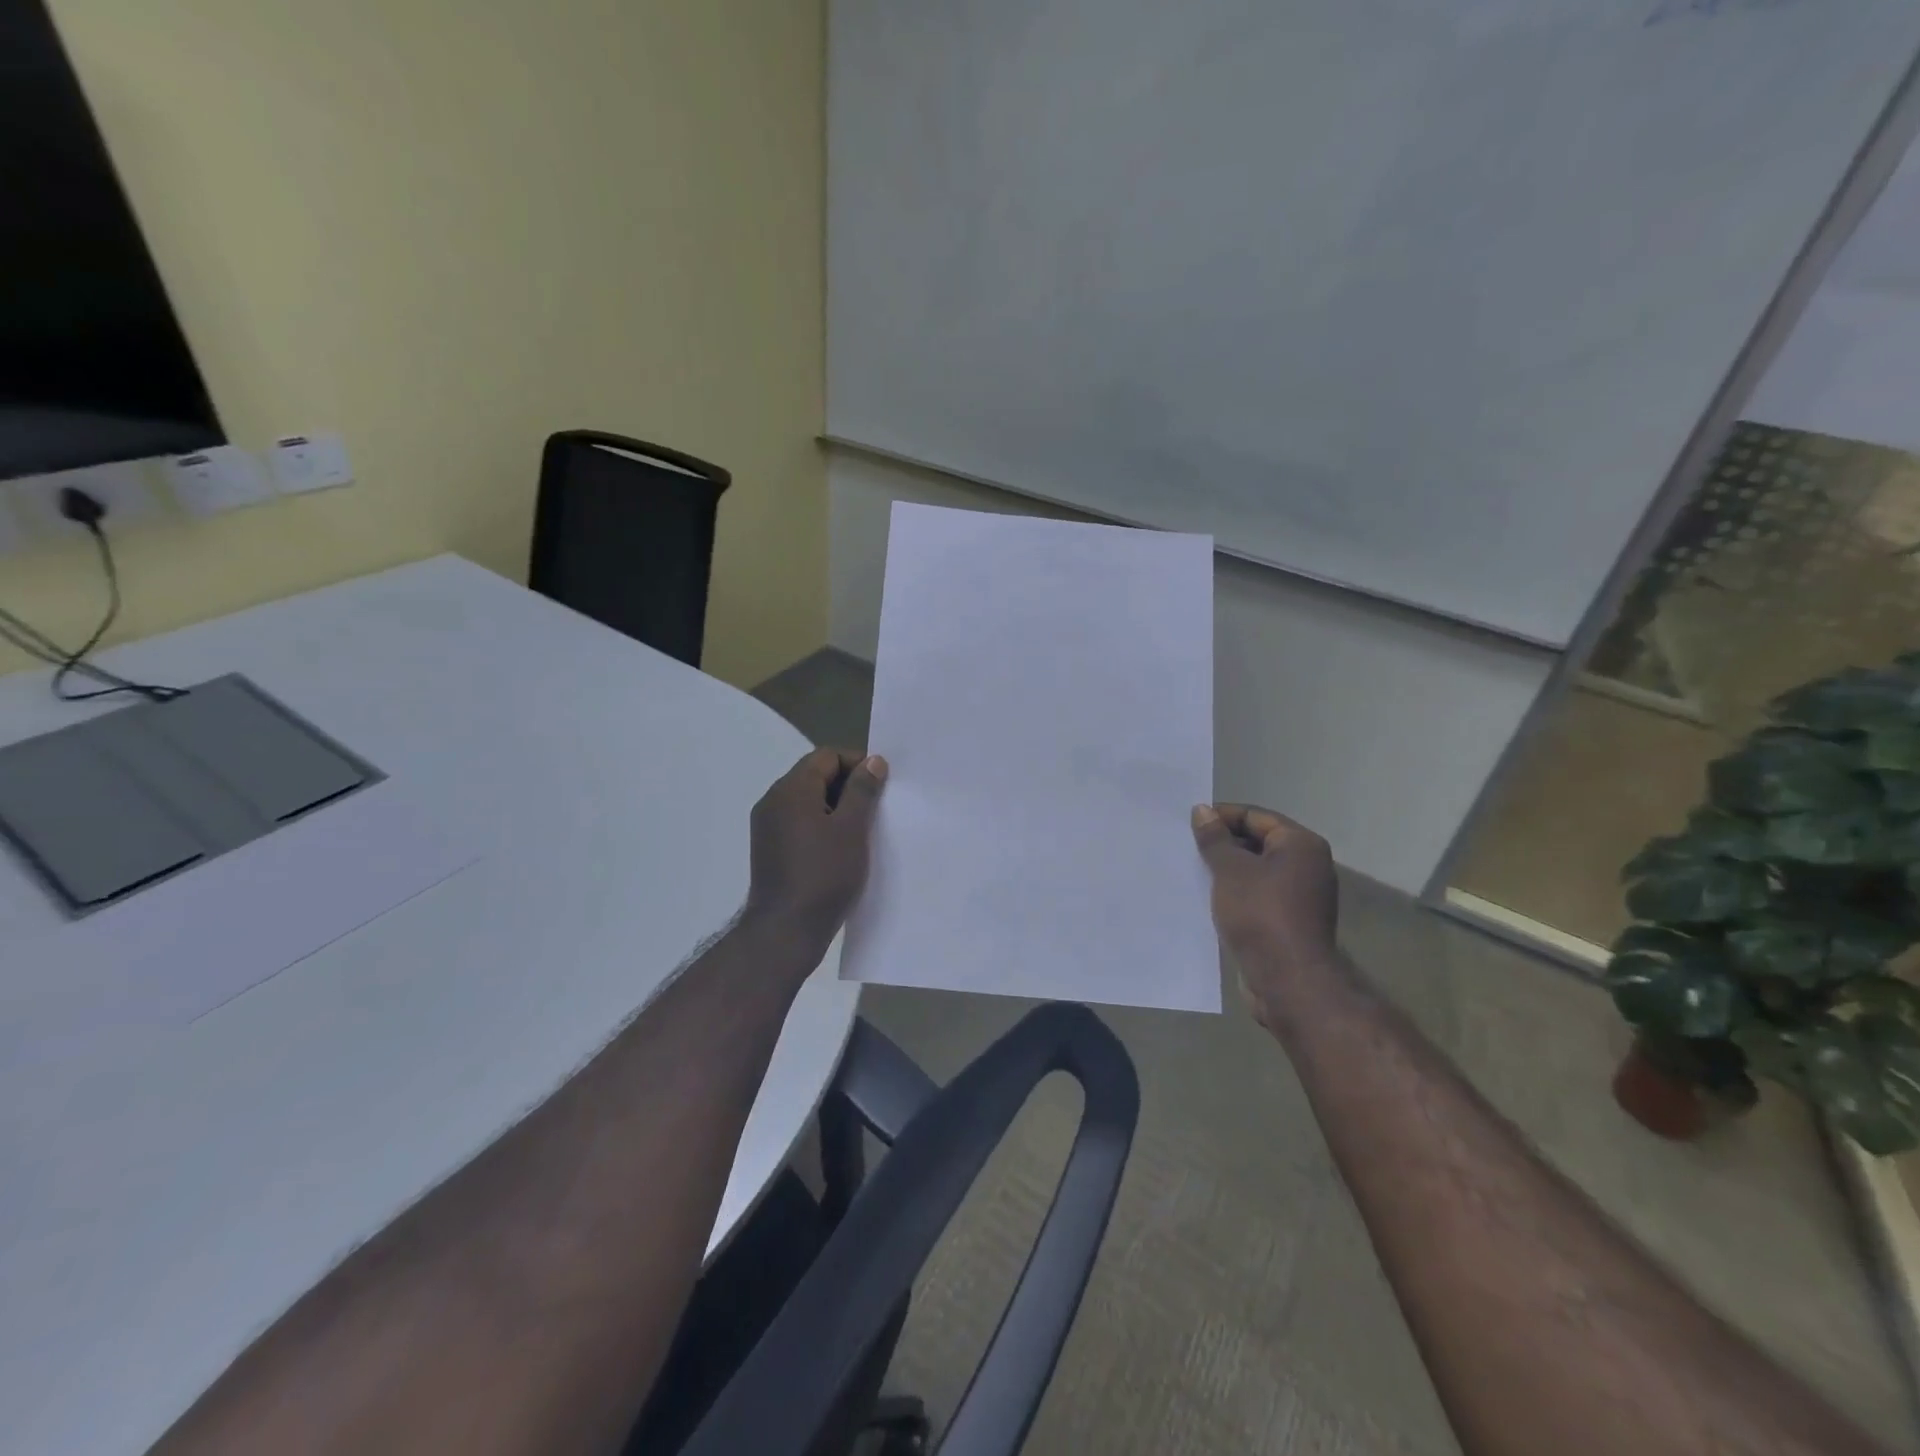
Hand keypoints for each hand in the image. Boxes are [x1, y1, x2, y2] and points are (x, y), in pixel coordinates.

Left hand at [743, 749, 887, 950]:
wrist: (785, 931)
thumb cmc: (824, 875)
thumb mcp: (852, 829)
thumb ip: (863, 790)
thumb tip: (873, 761)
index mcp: (791, 789)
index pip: (826, 756)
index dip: (857, 763)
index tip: (881, 786)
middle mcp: (773, 801)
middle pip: (815, 775)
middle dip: (848, 785)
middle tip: (876, 808)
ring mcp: (768, 826)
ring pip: (808, 800)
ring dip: (836, 807)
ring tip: (863, 830)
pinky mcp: (770, 848)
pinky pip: (799, 822)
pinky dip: (822, 825)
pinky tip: (841, 848)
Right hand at [1191, 803, 1338, 1027]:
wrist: (1288, 980)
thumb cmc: (1260, 914)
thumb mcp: (1230, 870)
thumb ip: (1215, 839)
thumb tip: (1202, 811)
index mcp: (1301, 844)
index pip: (1256, 816)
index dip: (1221, 816)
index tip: (1189, 823)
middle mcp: (1307, 865)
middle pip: (1258, 842)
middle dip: (1223, 843)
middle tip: (1187, 846)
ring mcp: (1300, 895)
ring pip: (1256, 871)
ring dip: (1226, 870)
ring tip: (1192, 870)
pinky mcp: (1289, 920)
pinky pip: (1257, 895)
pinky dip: (1235, 892)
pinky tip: (1208, 897)